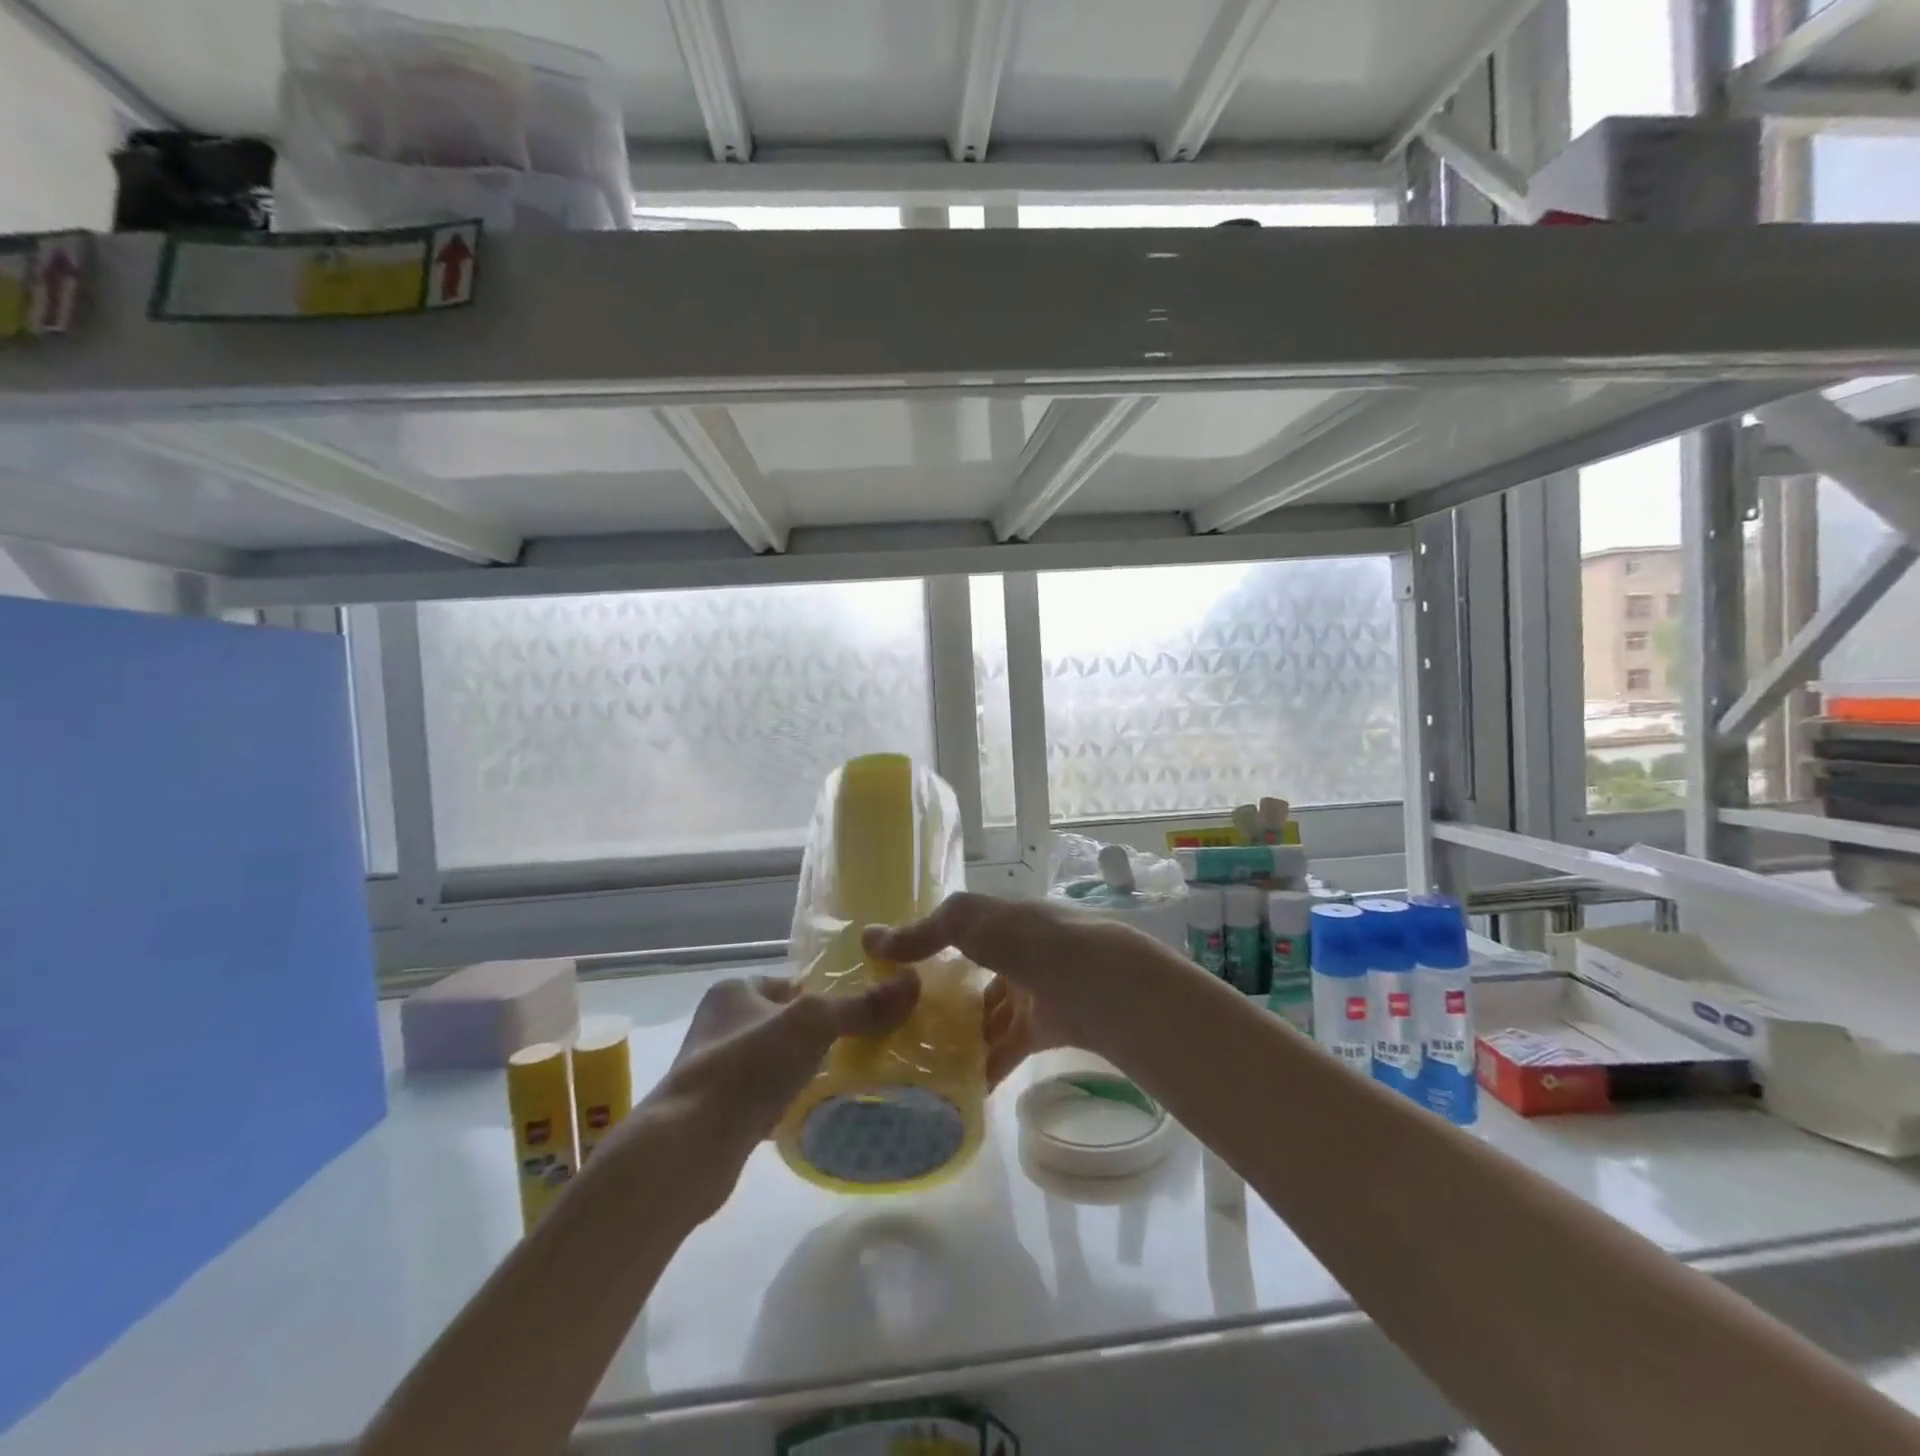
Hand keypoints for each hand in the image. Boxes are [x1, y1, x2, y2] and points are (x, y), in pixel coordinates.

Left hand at [639, 971, 920, 1216]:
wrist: (688, 1147)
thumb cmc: (748, 1066)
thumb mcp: (813, 1024)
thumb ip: (860, 1006)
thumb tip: (913, 983)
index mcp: (734, 991)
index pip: (790, 982)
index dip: (823, 994)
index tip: (857, 1012)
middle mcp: (720, 1025)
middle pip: (784, 1022)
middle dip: (817, 1035)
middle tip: (859, 1046)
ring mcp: (716, 1071)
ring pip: (775, 1061)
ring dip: (803, 1070)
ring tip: (843, 1079)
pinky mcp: (717, 1113)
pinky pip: (764, 1098)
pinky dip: (787, 1103)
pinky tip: (812, 1112)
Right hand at [863, 892, 1185, 1089]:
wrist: (1100, 985)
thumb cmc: (1030, 941)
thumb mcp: (970, 922)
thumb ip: (925, 932)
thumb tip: (871, 939)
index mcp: (1004, 921)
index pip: (960, 933)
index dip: (928, 949)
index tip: (892, 974)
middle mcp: (1020, 954)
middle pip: (974, 978)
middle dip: (942, 1000)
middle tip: (899, 1025)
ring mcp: (1035, 993)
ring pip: (989, 1017)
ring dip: (961, 1036)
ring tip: (919, 1059)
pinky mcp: (1046, 1030)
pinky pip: (1007, 1050)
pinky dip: (985, 1066)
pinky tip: (957, 1084)